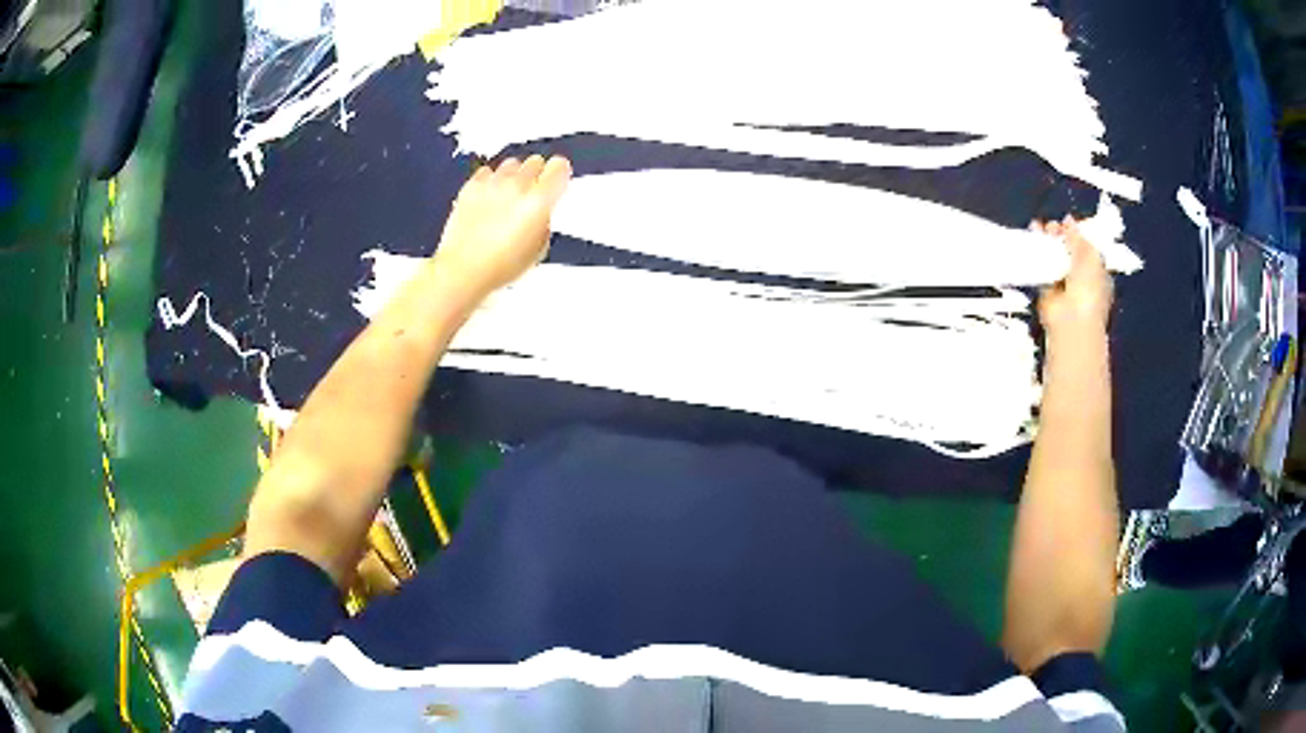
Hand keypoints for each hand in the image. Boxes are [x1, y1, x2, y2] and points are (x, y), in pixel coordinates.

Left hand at [432, 155, 572, 301]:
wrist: (464, 270)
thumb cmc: (500, 266)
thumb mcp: (538, 250)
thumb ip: (544, 221)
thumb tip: (542, 212)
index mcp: (539, 200)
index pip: (559, 167)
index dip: (560, 174)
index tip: (557, 181)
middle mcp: (517, 185)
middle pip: (535, 161)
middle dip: (537, 175)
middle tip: (532, 194)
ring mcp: (492, 184)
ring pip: (511, 164)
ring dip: (514, 176)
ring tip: (510, 196)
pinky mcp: (471, 187)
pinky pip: (486, 172)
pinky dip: (490, 181)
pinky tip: (489, 197)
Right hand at [1035, 217, 1112, 338]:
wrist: (1072, 320)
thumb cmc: (1088, 288)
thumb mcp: (1089, 256)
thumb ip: (1078, 237)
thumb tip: (1068, 221)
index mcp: (1097, 271)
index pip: (1086, 247)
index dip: (1076, 233)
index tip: (1065, 222)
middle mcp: (1081, 277)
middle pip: (1068, 250)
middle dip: (1060, 236)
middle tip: (1050, 226)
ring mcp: (1064, 285)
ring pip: (1054, 257)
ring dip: (1046, 242)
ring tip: (1037, 227)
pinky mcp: (1047, 291)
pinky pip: (1041, 268)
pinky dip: (1035, 254)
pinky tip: (1030, 241)